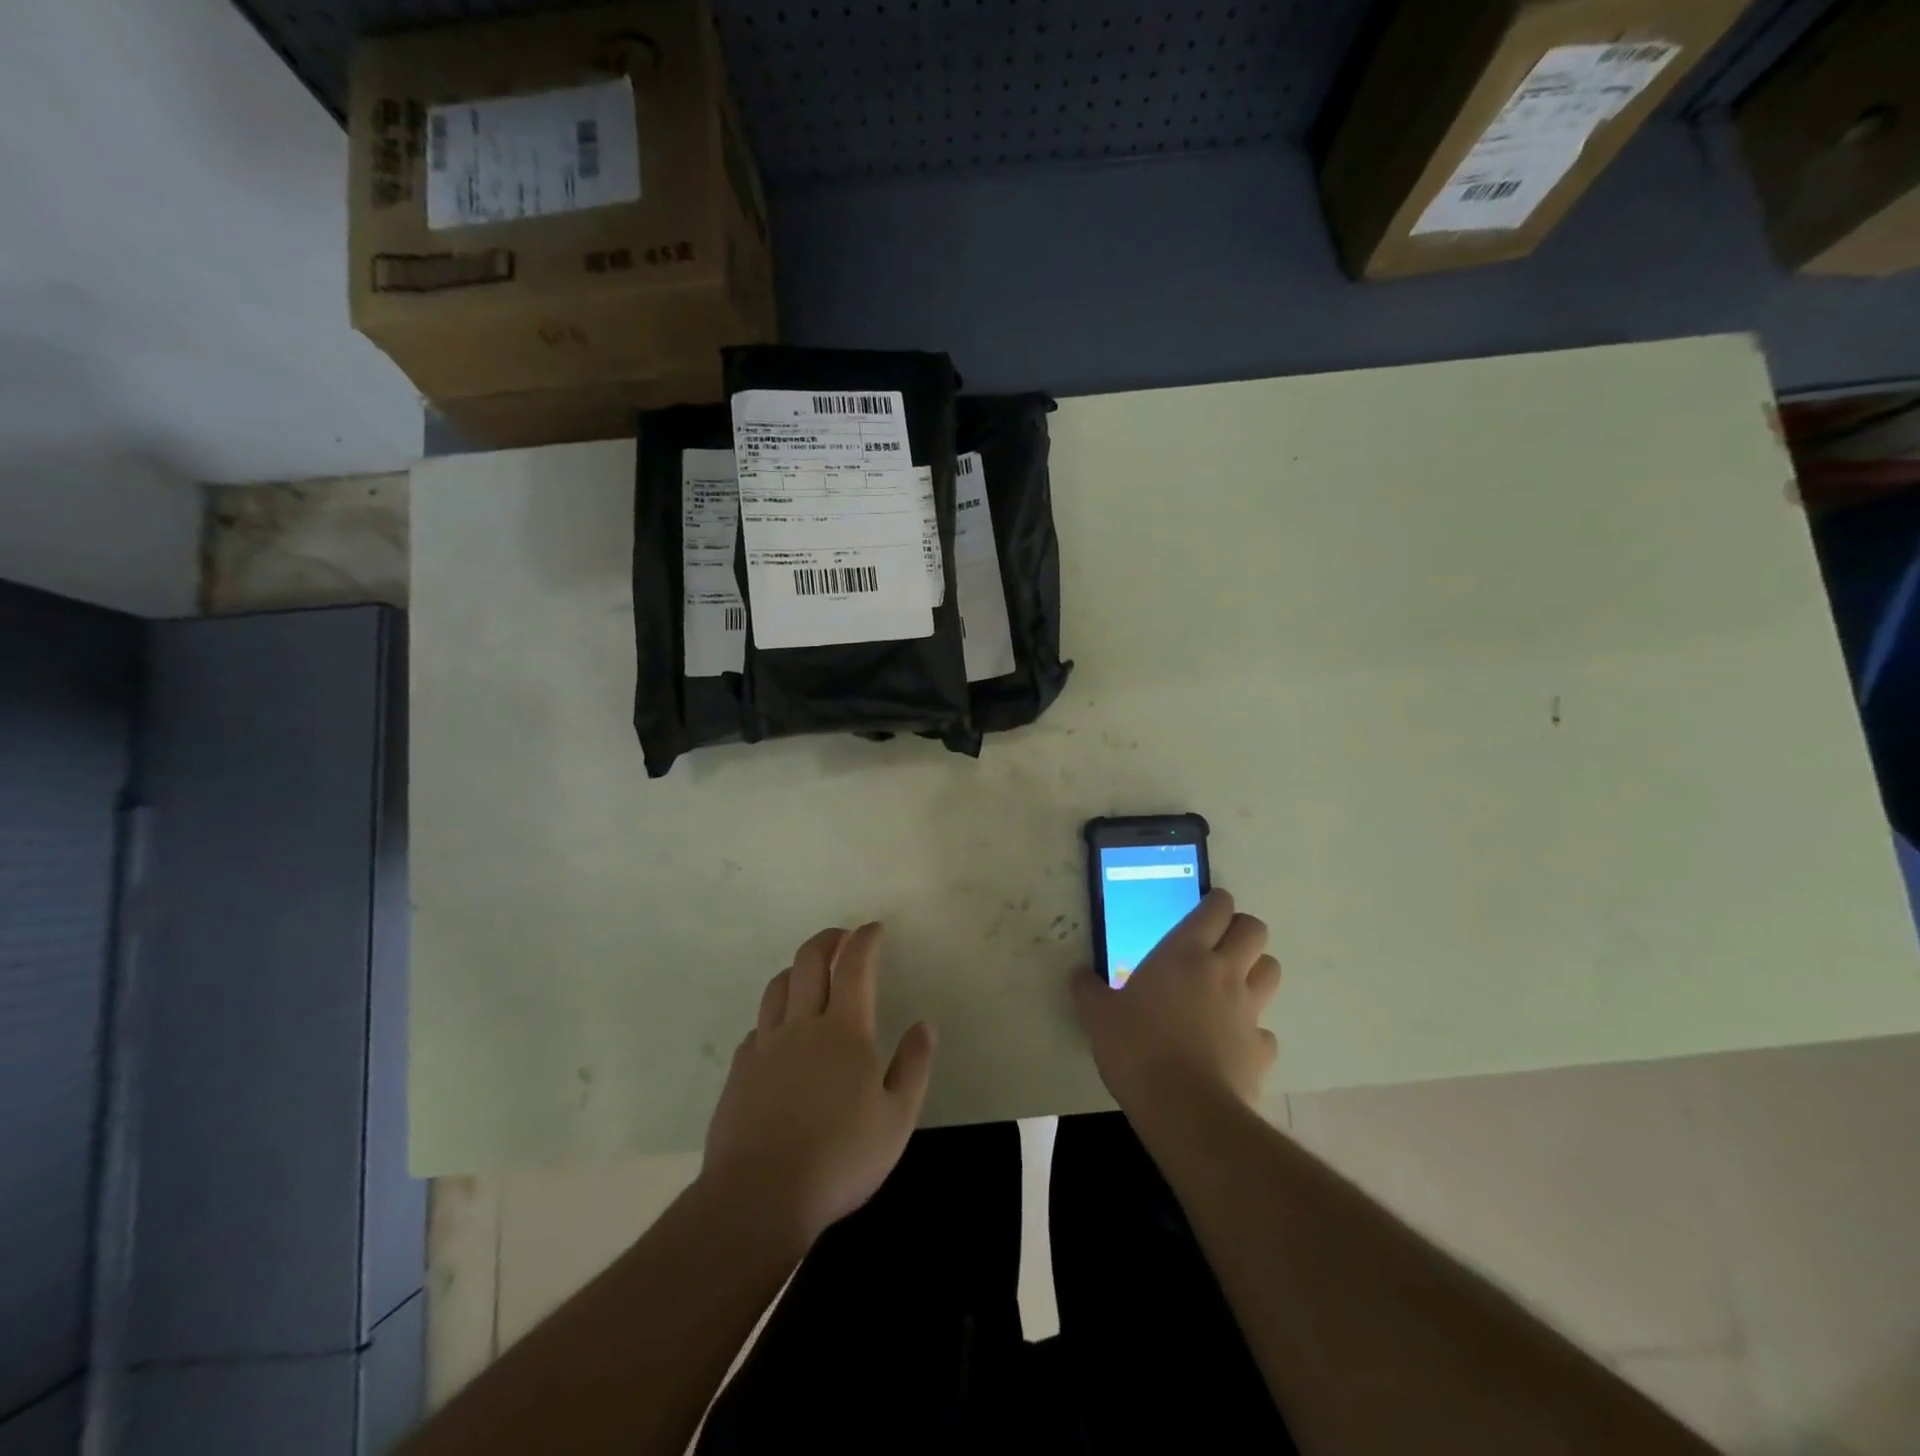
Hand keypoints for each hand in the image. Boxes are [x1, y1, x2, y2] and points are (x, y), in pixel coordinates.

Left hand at [702, 923, 936, 1248]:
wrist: (758, 1197)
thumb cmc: (840, 1158)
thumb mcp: (896, 1119)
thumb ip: (913, 1066)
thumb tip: (925, 1024)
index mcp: (844, 1030)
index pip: (854, 965)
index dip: (864, 940)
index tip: (874, 928)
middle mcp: (802, 1025)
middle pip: (808, 961)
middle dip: (828, 940)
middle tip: (842, 938)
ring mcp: (765, 1046)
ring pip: (778, 987)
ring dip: (797, 969)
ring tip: (810, 974)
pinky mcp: (739, 1071)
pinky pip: (757, 1026)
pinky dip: (774, 1015)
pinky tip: (780, 1033)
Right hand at [1074, 889, 1280, 1116]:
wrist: (1184, 1108)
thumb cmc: (1136, 1047)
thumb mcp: (1098, 1016)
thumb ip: (1088, 990)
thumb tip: (1077, 974)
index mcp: (1185, 953)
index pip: (1216, 908)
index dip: (1216, 902)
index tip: (1207, 907)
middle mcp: (1223, 972)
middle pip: (1255, 930)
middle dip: (1242, 930)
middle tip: (1220, 943)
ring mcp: (1248, 1010)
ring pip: (1271, 971)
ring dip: (1256, 971)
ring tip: (1232, 985)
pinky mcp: (1262, 1049)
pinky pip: (1265, 1030)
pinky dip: (1253, 1031)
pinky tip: (1232, 1043)